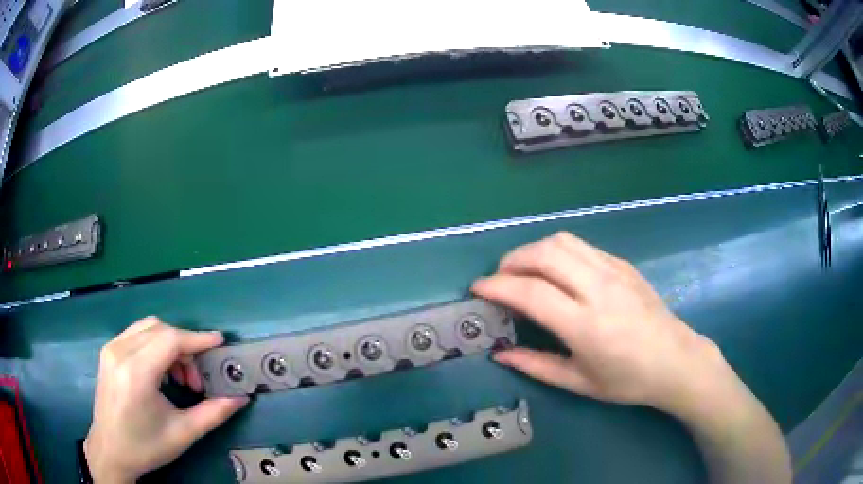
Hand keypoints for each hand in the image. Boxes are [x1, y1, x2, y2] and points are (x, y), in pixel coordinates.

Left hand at [84, 317, 248, 482]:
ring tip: (178, 377)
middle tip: (196, 378)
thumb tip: (240, 398)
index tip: (219, 342)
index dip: (197, 338)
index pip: (170, 340)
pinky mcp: (108, 351)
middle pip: (160, 329)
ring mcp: (111, 348)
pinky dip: (155, 345)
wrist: (110, 450)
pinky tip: (160, 371)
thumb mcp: (183, 434)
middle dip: (185, 346)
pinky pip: (137, 334)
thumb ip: (213, 413)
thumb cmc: (146, 446)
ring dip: (170, 344)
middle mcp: (120, 351)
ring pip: (148, 327)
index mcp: (136, 373)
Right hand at [472, 232, 736, 416]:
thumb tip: (500, 353)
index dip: (497, 287)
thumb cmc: (628, 380)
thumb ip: (536, 365)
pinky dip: (558, 251)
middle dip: (512, 261)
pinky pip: (582, 246)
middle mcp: (599, 289)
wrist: (675, 360)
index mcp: (586, 325)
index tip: (478, 289)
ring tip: (524, 271)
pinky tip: (557, 272)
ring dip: (534, 250)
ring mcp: (614, 271)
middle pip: (545, 254)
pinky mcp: (623, 264)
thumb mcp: (579, 383)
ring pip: (563, 241)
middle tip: (499, 279)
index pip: (530, 293)